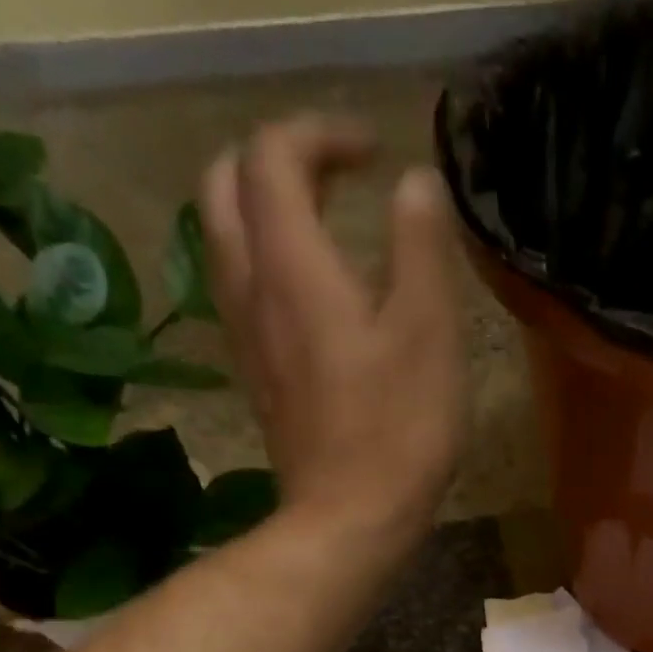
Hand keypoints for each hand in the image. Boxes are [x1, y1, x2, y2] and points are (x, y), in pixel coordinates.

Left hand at [201, 115, 466, 535]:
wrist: (349, 518)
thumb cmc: (399, 428)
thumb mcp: (429, 332)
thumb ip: (421, 246)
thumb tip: (415, 183)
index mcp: (292, 266)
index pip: (274, 157)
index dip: (321, 133)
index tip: (374, 151)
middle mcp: (251, 288)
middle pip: (225, 184)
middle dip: (276, 157)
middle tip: (336, 173)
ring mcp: (245, 334)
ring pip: (223, 236)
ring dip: (263, 204)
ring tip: (322, 217)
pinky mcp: (256, 372)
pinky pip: (239, 285)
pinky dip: (265, 256)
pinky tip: (310, 286)